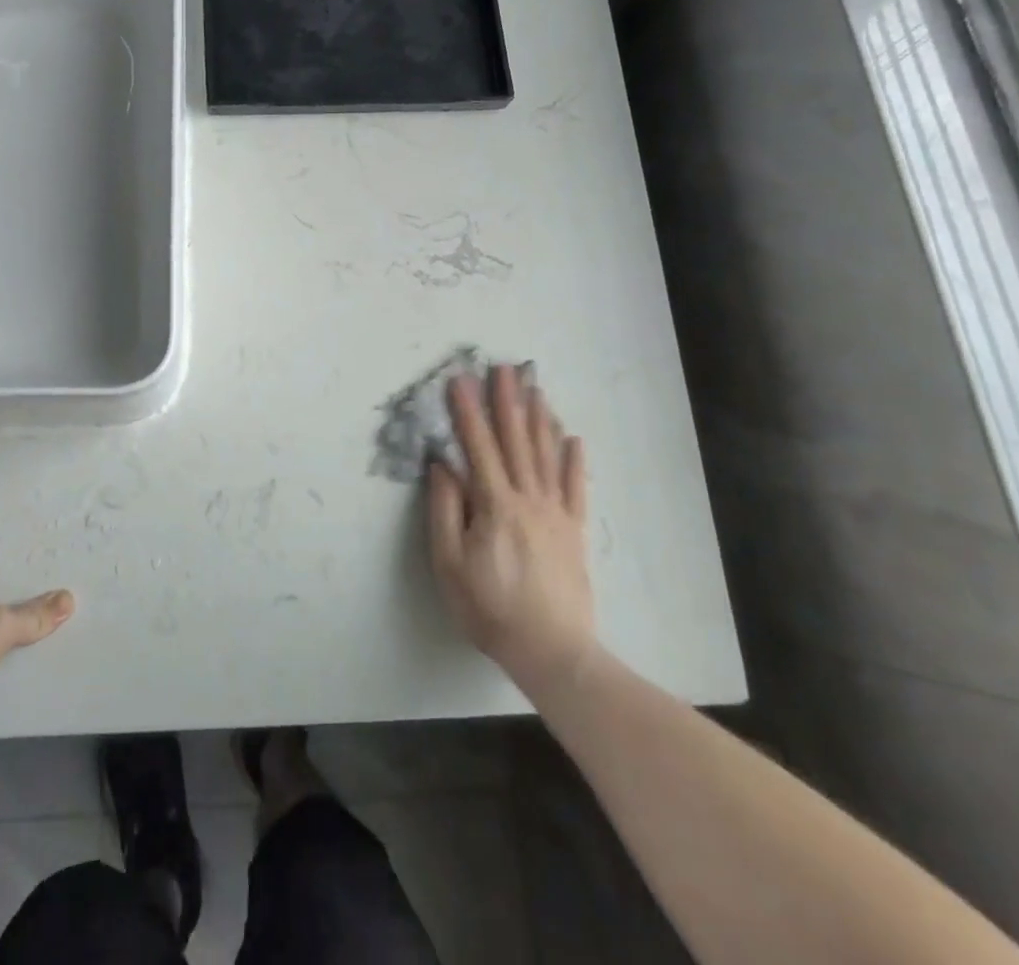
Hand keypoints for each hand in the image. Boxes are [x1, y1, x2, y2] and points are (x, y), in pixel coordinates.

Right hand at [428, 365, 596, 687]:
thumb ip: (445, 510)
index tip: (460, 379)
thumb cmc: (489, 608)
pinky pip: (575, 487)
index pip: (478, 447)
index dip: (467, 412)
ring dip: (539, 419)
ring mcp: (556, 512)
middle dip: (506, 401)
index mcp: (495, 505)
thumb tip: (443, 466)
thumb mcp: (449, 564)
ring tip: (534, 388)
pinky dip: (574, 460)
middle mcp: (528, 498)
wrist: (552, 651)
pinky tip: (573, 438)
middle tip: (503, 367)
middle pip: (516, 441)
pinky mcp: (574, 530)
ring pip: (546, 455)